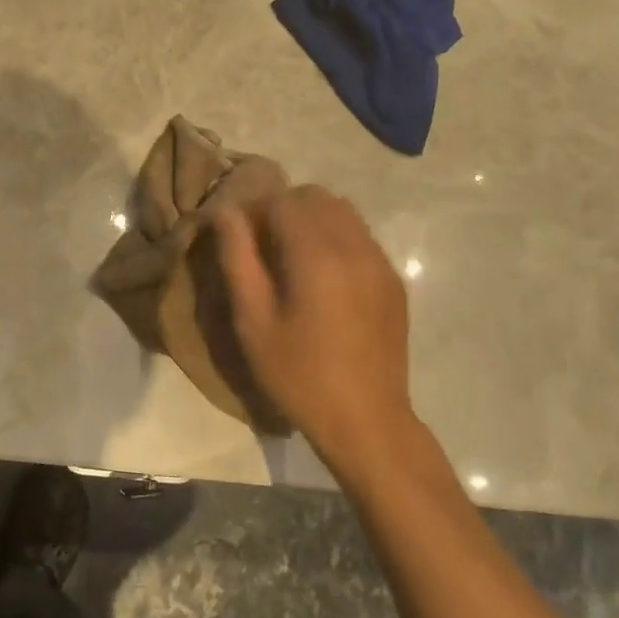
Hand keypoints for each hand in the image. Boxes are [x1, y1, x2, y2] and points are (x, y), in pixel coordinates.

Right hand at [214, 186, 416, 477]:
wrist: (367, 420)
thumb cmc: (299, 375)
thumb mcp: (253, 321)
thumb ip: (237, 258)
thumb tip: (226, 213)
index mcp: (317, 255)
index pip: (282, 200)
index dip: (253, 210)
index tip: (237, 237)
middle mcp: (355, 246)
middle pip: (314, 196)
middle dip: (282, 209)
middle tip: (261, 246)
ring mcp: (380, 261)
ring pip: (342, 211)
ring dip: (310, 219)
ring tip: (290, 258)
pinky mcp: (392, 280)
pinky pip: (360, 235)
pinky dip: (334, 237)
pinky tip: (321, 277)